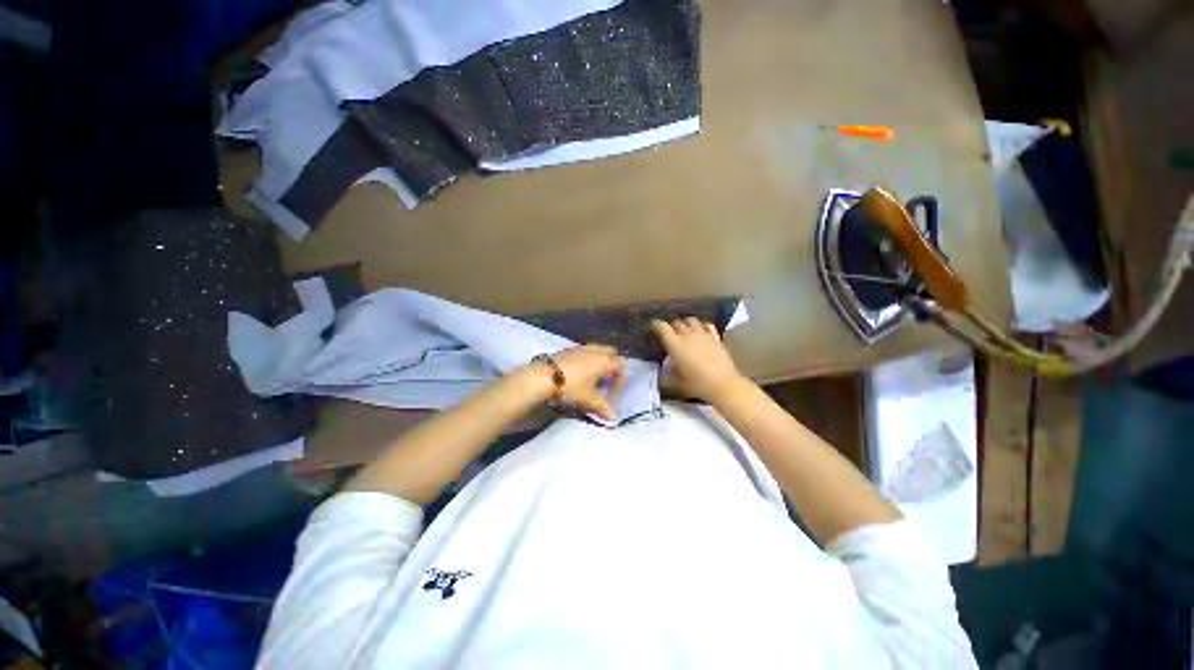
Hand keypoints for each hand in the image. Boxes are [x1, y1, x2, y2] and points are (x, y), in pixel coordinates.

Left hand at [531, 345, 626, 420]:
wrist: (542, 377)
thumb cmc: (571, 387)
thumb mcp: (588, 400)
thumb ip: (603, 408)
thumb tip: (614, 418)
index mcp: (604, 360)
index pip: (620, 366)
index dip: (621, 380)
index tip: (614, 393)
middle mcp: (595, 350)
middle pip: (611, 353)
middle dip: (612, 366)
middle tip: (607, 381)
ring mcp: (580, 348)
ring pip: (597, 351)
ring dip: (599, 362)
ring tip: (593, 378)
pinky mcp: (567, 349)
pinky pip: (584, 352)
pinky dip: (587, 360)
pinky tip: (579, 374)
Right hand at [651, 318, 747, 402]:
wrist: (722, 384)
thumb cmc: (696, 383)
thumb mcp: (675, 381)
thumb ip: (665, 374)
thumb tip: (661, 371)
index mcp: (675, 344)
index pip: (662, 327)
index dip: (655, 325)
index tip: (652, 327)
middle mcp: (688, 335)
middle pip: (676, 322)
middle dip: (671, 326)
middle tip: (668, 334)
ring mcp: (703, 334)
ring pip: (691, 320)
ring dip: (685, 324)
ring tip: (684, 331)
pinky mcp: (716, 338)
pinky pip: (707, 325)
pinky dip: (702, 326)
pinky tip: (701, 331)